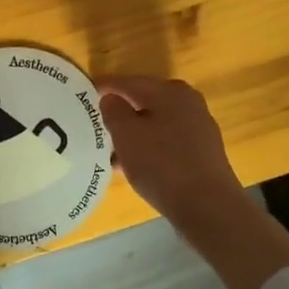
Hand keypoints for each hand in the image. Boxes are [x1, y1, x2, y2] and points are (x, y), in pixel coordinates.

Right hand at [99, 75, 288, 288]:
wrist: (207, 205)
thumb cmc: (162, 164)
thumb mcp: (127, 135)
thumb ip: (114, 111)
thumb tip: (111, 98)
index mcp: (170, 91)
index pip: (128, 82)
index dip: (104, 88)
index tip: (82, 96)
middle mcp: (188, 103)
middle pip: (144, 102)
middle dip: (119, 113)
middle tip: (94, 124)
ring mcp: (198, 128)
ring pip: (155, 124)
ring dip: (132, 135)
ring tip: (109, 151)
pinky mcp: (201, 152)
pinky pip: (166, 142)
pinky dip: (147, 148)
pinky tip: (133, 167)